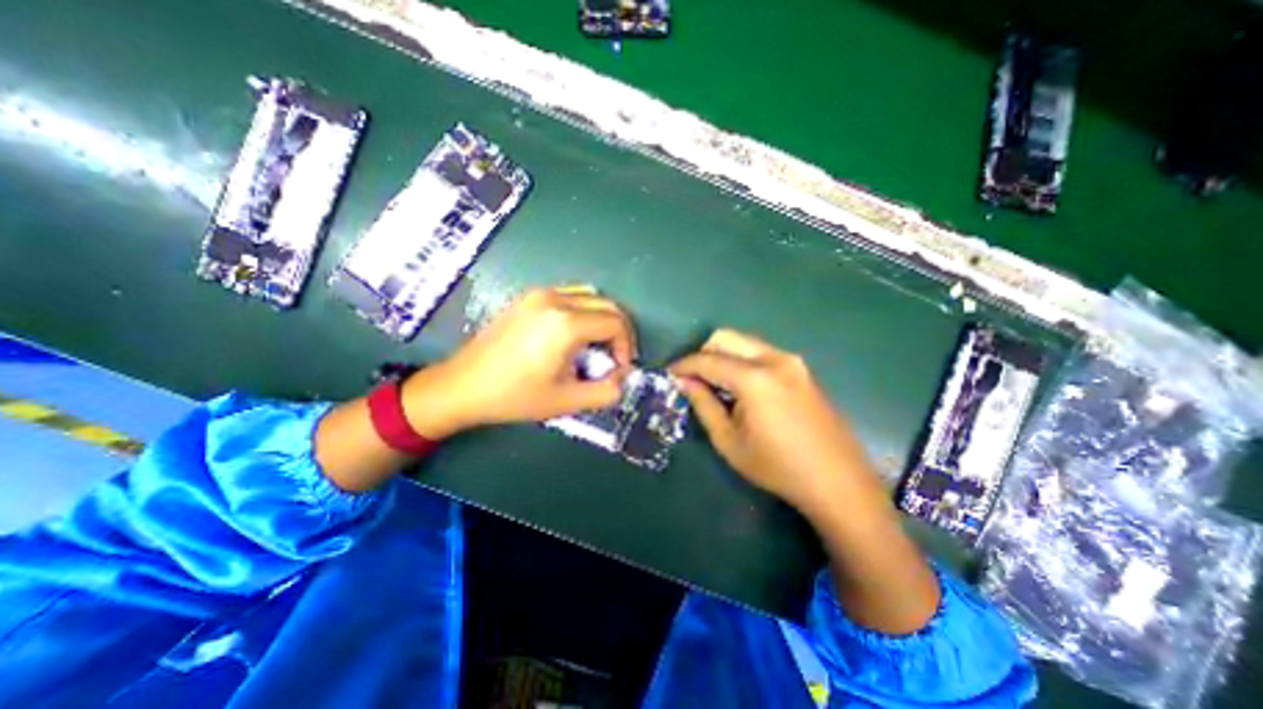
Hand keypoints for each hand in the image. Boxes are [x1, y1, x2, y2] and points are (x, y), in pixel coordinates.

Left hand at [403, 284, 636, 440]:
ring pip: (590, 295)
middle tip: (615, 358)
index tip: (619, 368)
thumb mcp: (567, 402)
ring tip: (596, 345)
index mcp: (566, 324)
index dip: (626, 346)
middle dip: (619, 331)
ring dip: (602, 318)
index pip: (616, 323)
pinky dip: (583, 310)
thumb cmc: (515, 396)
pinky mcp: (528, 297)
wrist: (463, 386)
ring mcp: (539, 294)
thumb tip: (623, 377)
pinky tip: (573, 334)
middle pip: (608, 305)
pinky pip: (570, 294)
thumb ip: (606, 392)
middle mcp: (555, 299)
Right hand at [670, 328, 879, 514]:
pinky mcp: (802, 370)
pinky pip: (762, 354)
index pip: (708, 360)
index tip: (669, 374)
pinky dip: (743, 362)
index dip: (684, 365)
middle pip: (727, 337)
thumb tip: (684, 381)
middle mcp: (775, 359)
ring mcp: (793, 361)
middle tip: (694, 379)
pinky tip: (743, 389)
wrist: (838, 482)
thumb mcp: (729, 440)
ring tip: (717, 386)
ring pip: (745, 343)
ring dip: (724, 357)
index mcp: (755, 378)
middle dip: (704, 353)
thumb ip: (703, 404)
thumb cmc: (777, 467)